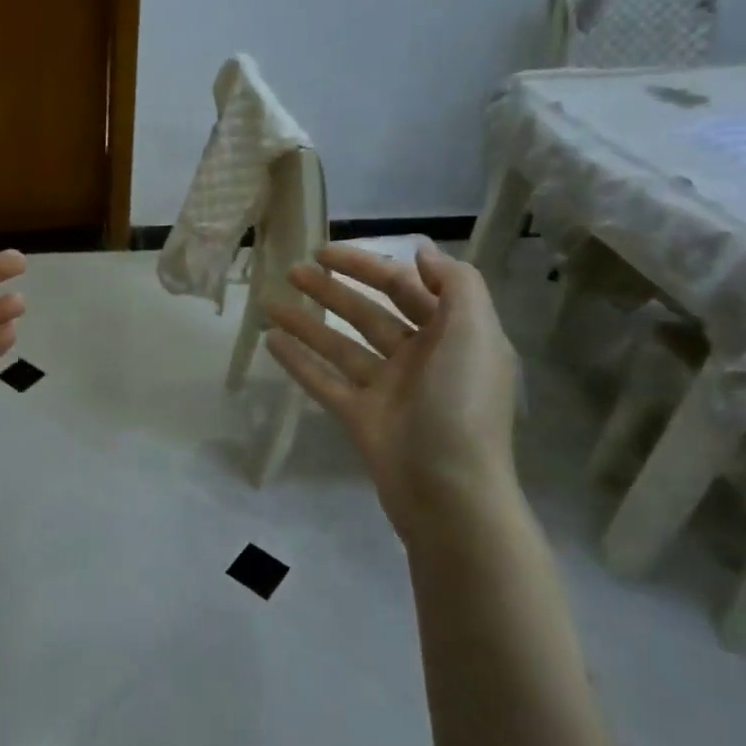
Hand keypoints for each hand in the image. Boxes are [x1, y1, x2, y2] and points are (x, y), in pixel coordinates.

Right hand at [265, 241, 518, 542]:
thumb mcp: (475, 333)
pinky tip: (271, 341)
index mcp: (452, 336)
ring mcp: (388, 389)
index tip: (328, 253)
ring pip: (341, 345)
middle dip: (334, 290)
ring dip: (307, 322)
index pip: (407, 288)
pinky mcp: (361, 417)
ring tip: (270, 302)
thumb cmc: (462, 404)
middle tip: (293, 271)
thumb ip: (456, 285)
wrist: (450, 493)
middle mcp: (421, 358)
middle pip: (370, 313)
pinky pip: (325, 381)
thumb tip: (424, 252)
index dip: (370, 266)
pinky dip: (299, 361)